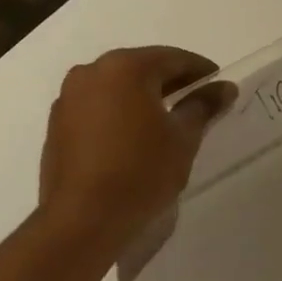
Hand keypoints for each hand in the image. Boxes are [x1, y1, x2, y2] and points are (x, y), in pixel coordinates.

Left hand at [35, 46, 236, 254]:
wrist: (82, 221)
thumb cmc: (141, 171)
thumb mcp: (183, 137)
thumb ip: (203, 106)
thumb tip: (224, 88)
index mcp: (125, 67)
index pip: (173, 58)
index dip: (201, 71)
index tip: (220, 86)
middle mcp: (91, 72)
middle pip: (142, 68)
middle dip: (172, 82)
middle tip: (198, 101)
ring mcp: (69, 98)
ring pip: (117, 87)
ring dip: (144, 97)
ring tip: (168, 121)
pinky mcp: (57, 125)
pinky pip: (97, 107)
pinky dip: (120, 113)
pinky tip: (136, 137)